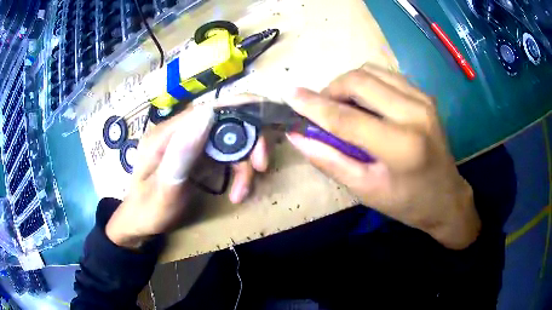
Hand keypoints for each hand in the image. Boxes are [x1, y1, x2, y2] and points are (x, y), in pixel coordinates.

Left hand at [106, 104, 267, 248]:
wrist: (141, 222)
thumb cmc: (148, 211)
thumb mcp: (163, 189)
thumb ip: (181, 154)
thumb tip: (208, 113)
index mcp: (168, 133)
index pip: (212, 107)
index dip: (245, 116)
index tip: (260, 148)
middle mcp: (181, 129)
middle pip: (228, 120)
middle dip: (250, 144)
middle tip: (260, 168)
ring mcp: (191, 140)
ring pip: (232, 138)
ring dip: (245, 164)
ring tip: (241, 193)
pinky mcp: (199, 152)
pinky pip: (227, 153)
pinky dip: (239, 170)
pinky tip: (237, 191)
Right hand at [285, 63, 479, 249]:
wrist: (447, 197)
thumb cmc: (407, 202)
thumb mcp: (365, 190)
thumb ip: (329, 160)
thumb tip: (297, 135)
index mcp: (401, 145)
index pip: (346, 117)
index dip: (313, 105)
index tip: (289, 95)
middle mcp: (414, 113)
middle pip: (359, 80)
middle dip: (331, 90)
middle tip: (322, 109)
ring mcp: (422, 99)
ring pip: (371, 71)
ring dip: (348, 84)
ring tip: (343, 105)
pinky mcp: (424, 95)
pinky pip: (386, 75)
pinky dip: (367, 83)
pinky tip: (366, 103)